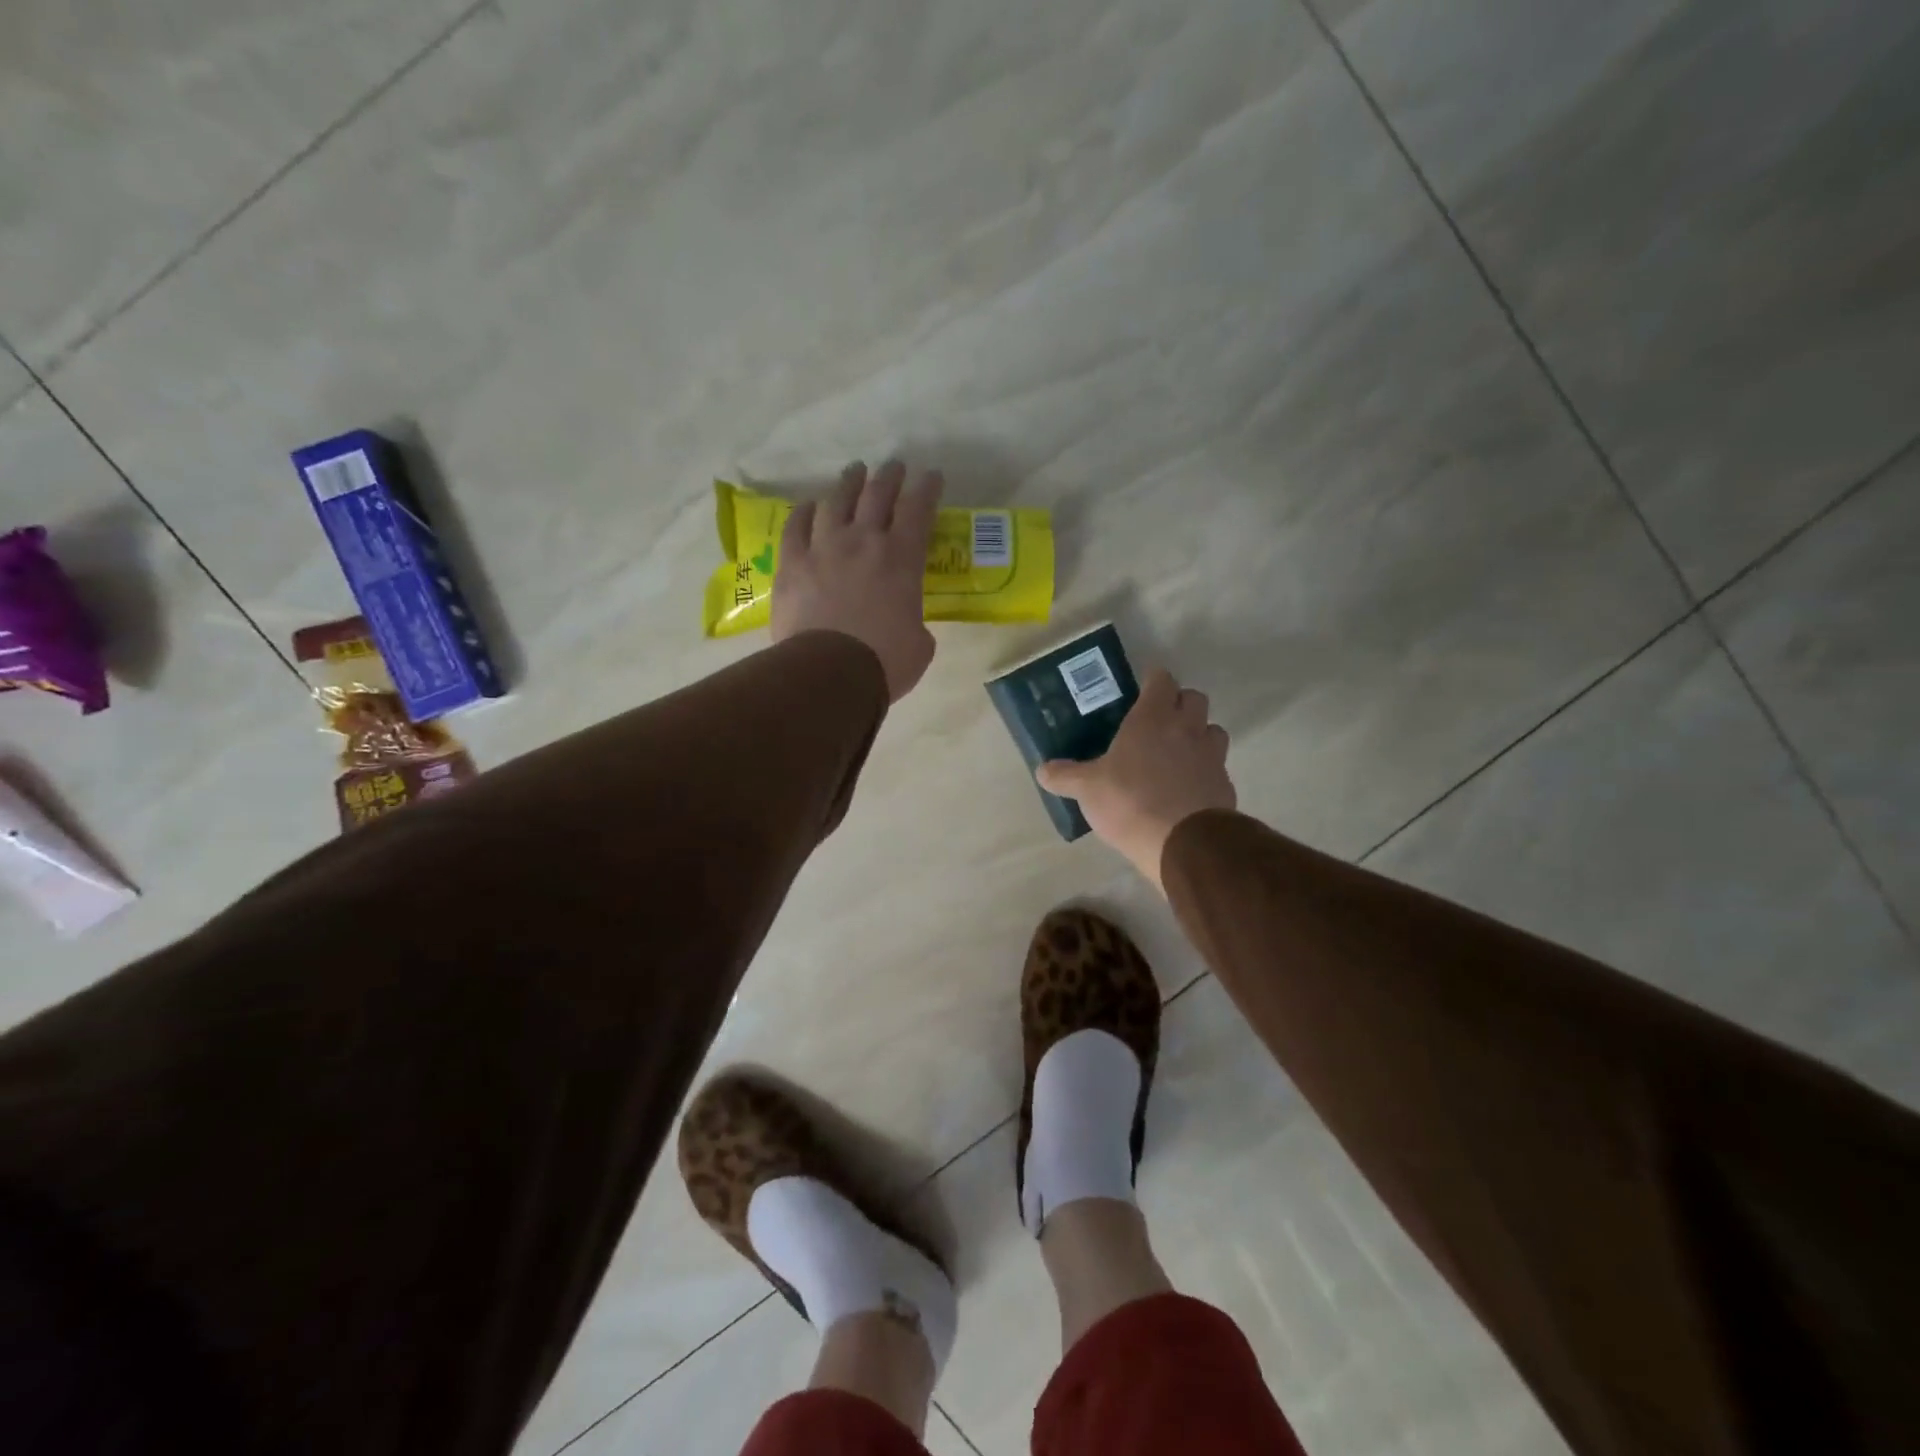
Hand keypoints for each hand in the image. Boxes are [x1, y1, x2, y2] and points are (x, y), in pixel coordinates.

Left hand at [771, 460, 941, 700]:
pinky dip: (805, 512)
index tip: (931, 475)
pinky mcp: (792, 564)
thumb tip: (907, 623)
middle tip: (894, 466)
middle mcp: (864, 542)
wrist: (829, 671)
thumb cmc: (885, 662)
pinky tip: (809, 506)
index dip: (927, 488)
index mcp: (902, 559)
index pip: (918, 510)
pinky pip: (796, 527)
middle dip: (890, 476)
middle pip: (877, 494)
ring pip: (836, 502)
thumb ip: (916, 622)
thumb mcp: (920, 644)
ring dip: (848, 483)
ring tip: (854, 472)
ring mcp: (824, 548)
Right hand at [1036, 669, 1234, 886]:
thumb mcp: (1087, 790)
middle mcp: (1186, 728)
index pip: (1162, 680)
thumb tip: (1042, 770)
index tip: (1142, 689)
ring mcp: (1211, 756)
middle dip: (1180, 703)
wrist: (1183, 844)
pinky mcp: (1224, 784)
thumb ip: (1065, 776)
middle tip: (1159, 720)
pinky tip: (1187, 787)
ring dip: (1199, 734)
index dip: (1153, 681)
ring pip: (1213, 729)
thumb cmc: (1130, 802)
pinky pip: (1218, 766)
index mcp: (1152, 719)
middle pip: (1194, 698)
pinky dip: (1205, 769)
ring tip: (1177, 752)